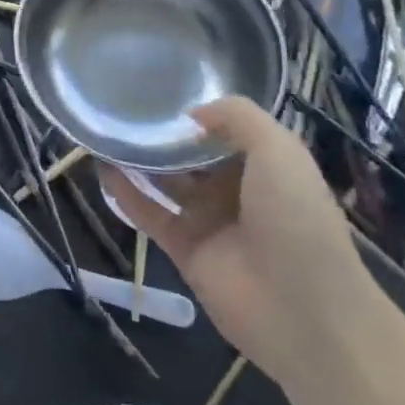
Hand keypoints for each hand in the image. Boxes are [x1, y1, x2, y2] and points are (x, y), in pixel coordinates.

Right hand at [101, 97, 379, 386]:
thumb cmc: (296, 219)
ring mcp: (208, 221)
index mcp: (266, 168)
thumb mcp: (279, 150)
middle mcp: (236, 192)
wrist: (303, 312)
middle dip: (164, 135)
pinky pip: (148, 213)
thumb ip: (237, 117)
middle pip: (191, 156)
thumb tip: (189, 115)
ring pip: (166, 182)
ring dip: (139, 160)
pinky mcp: (183, 248)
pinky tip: (101, 167)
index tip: (164, 92)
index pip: (226, 132)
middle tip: (125, 107)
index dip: (199, 114)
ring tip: (105, 131)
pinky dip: (125, 192)